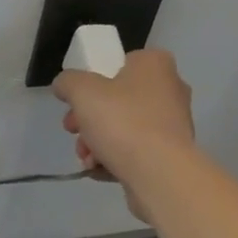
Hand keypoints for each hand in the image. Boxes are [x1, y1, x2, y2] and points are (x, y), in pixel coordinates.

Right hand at [52, 49, 194, 220]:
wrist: (159, 173)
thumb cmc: (122, 121)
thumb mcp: (81, 91)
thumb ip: (68, 81)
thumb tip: (64, 85)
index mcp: (155, 64)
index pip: (119, 64)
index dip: (92, 81)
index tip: (75, 101)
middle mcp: (170, 89)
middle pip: (117, 100)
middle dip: (89, 119)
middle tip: (73, 130)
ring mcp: (173, 124)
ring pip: (124, 128)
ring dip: (97, 142)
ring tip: (86, 158)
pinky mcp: (171, 154)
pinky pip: (136, 150)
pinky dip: (115, 158)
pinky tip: (99, 169)